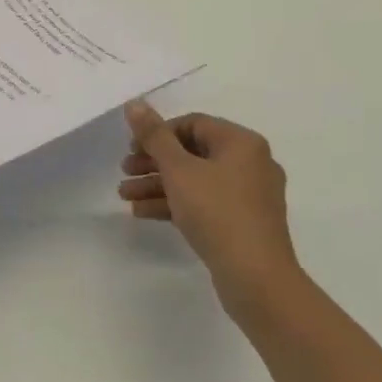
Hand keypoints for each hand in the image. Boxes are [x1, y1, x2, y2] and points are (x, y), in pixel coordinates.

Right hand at [120, 100, 298, 322]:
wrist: (256, 278)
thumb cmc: (217, 212)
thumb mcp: (178, 170)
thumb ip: (154, 136)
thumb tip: (135, 103)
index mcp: (241, 143)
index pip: (193, 123)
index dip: (158, 133)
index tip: (132, 149)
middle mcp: (250, 163)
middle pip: (192, 153)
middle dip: (153, 162)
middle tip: (124, 171)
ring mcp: (248, 195)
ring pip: (195, 180)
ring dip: (158, 185)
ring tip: (125, 196)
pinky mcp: (242, 222)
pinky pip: (204, 202)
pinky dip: (176, 204)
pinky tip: (143, 213)